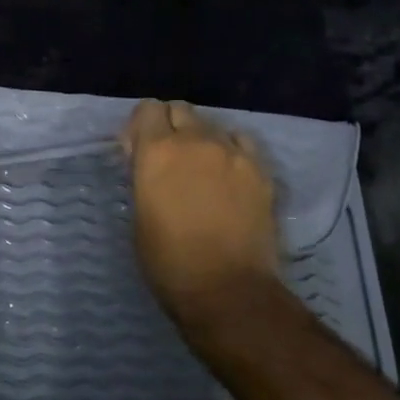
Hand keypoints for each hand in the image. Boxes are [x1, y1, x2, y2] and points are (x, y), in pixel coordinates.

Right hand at [123, 100, 280, 325]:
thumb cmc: (168, 261)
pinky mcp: (261, 170)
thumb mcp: (139, 214)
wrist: (227, 290)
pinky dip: (232, 150)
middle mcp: (195, 141)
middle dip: (171, 126)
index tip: (138, 150)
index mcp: (157, 152)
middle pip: (181, 110)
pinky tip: (229, 175)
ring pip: (213, 126)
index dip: (141, 126)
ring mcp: (233, 153)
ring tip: (202, 170)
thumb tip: (149, 162)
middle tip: (169, 158)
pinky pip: (243, 142)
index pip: (147, 109)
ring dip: (202, 139)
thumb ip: (144, 177)